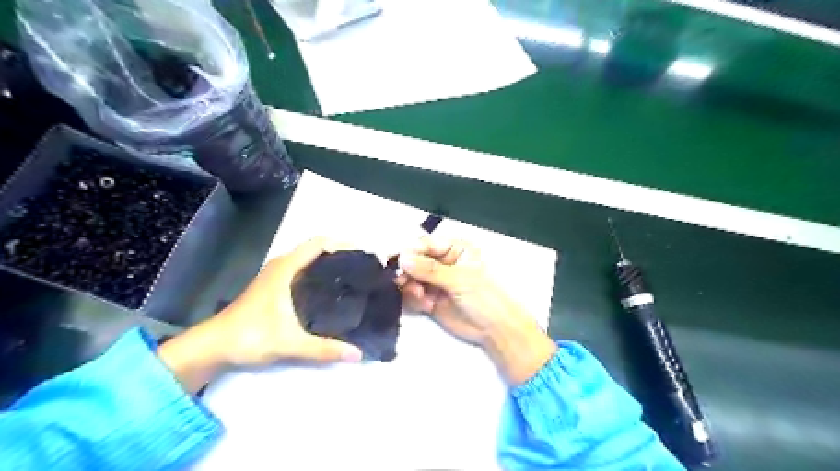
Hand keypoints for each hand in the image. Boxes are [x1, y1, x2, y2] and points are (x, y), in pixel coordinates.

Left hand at [159, 238, 362, 391]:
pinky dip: (318, 274)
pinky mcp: (274, 287)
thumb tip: (358, 354)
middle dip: (341, 255)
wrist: (212, 347)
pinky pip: (303, 271)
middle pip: (316, 250)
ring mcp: (276, 276)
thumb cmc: (249, 336)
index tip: (364, 255)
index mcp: (286, 268)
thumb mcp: (290, 343)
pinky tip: (330, 292)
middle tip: (364, 269)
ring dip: (329, 264)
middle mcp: (282, 266)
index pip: (319, 244)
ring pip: (309, 261)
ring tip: (353, 279)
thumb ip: (324, 349)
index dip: (343, 244)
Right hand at [400, 237, 555, 384]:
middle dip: (407, 271)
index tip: (396, 259)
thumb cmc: (484, 297)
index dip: (410, 250)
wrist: (494, 329)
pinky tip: (426, 305)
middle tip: (403, 281)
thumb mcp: (459, 279)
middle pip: (414, 260)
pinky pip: (412, 295)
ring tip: (420, 296)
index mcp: (454, 249)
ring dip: (410, 287)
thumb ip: (430, 269)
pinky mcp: (429, 298)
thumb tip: (403, 258)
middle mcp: (441, 262)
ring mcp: (434, 281)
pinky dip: (414, 299)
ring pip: (410, 278)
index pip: (426, 244)